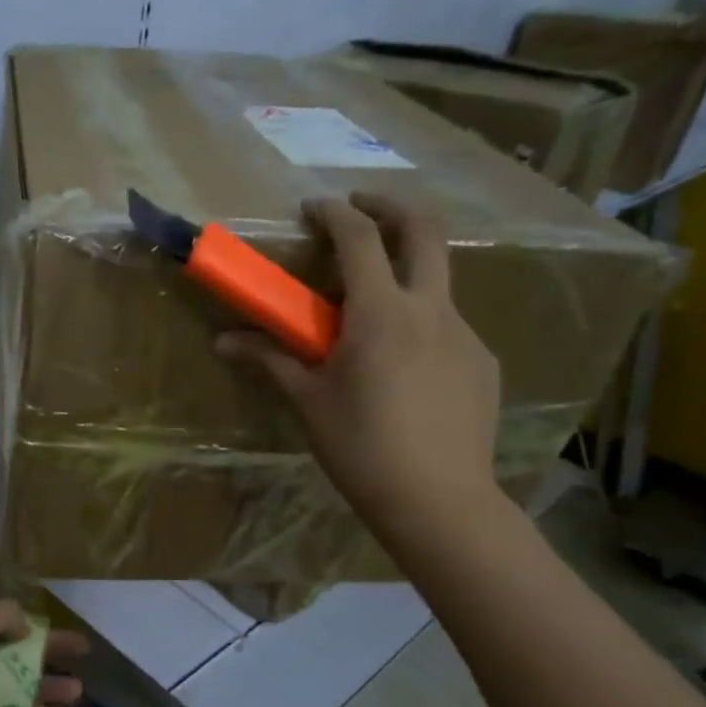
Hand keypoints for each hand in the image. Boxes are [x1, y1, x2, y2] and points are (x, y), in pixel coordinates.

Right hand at [217, 195, 501, 540]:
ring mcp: (464, 334)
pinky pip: (447, 325)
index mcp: (382, 314)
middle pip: (425, 230)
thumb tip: (223, 342)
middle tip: (362, 207)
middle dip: (391, 206)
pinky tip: (401, 366)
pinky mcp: (482, 361)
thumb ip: (271, 359)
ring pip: (437, 280)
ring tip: (370, 311)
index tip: (314, 206)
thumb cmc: (361, 447)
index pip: (359, 240)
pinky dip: (418, 322)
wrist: (438, 500)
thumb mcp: (309, 400)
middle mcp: (431, 310)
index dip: (334, 213)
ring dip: (404, 272)